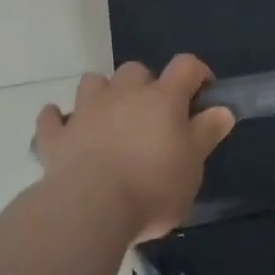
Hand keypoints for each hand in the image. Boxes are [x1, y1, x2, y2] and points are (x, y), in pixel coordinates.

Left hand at [34, 56, 236, 242]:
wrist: (90, 209)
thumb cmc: (152, 187)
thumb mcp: (193, 166)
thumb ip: (207, 134)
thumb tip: (222, 109)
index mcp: (162, 99)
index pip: (185, 66)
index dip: (198, 73)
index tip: (203, 92)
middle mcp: (122, 94)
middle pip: (135, 70)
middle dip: (145, 85)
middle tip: (152, 116)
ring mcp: (85, 111)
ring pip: (92, 82)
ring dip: (102, 94)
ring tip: (110, 119)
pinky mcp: (56, 135)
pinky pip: (52, 117)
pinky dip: (58, 120)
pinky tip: (64, 129)